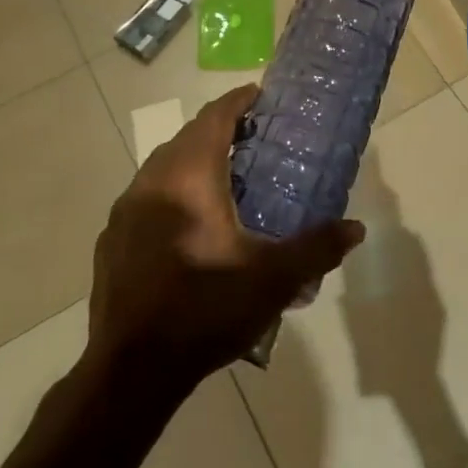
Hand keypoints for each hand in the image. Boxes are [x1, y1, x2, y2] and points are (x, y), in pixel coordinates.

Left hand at [87, 86, 364, 396]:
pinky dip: (173, 193)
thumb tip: (356, 229)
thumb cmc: (205, 309)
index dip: (238, 102)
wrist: (131, 371)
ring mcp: (124, 212)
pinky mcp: (112, 241)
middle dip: (219, 131)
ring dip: (194, 162)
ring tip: (227, 179)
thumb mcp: (273, 279)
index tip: (260, 96)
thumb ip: (317, 247)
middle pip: (187, 138)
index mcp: (187, 178)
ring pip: (163, 168)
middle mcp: (150, 183)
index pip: (213, 118)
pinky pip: (147, 198)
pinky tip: (191, 225)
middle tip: (255, 140)